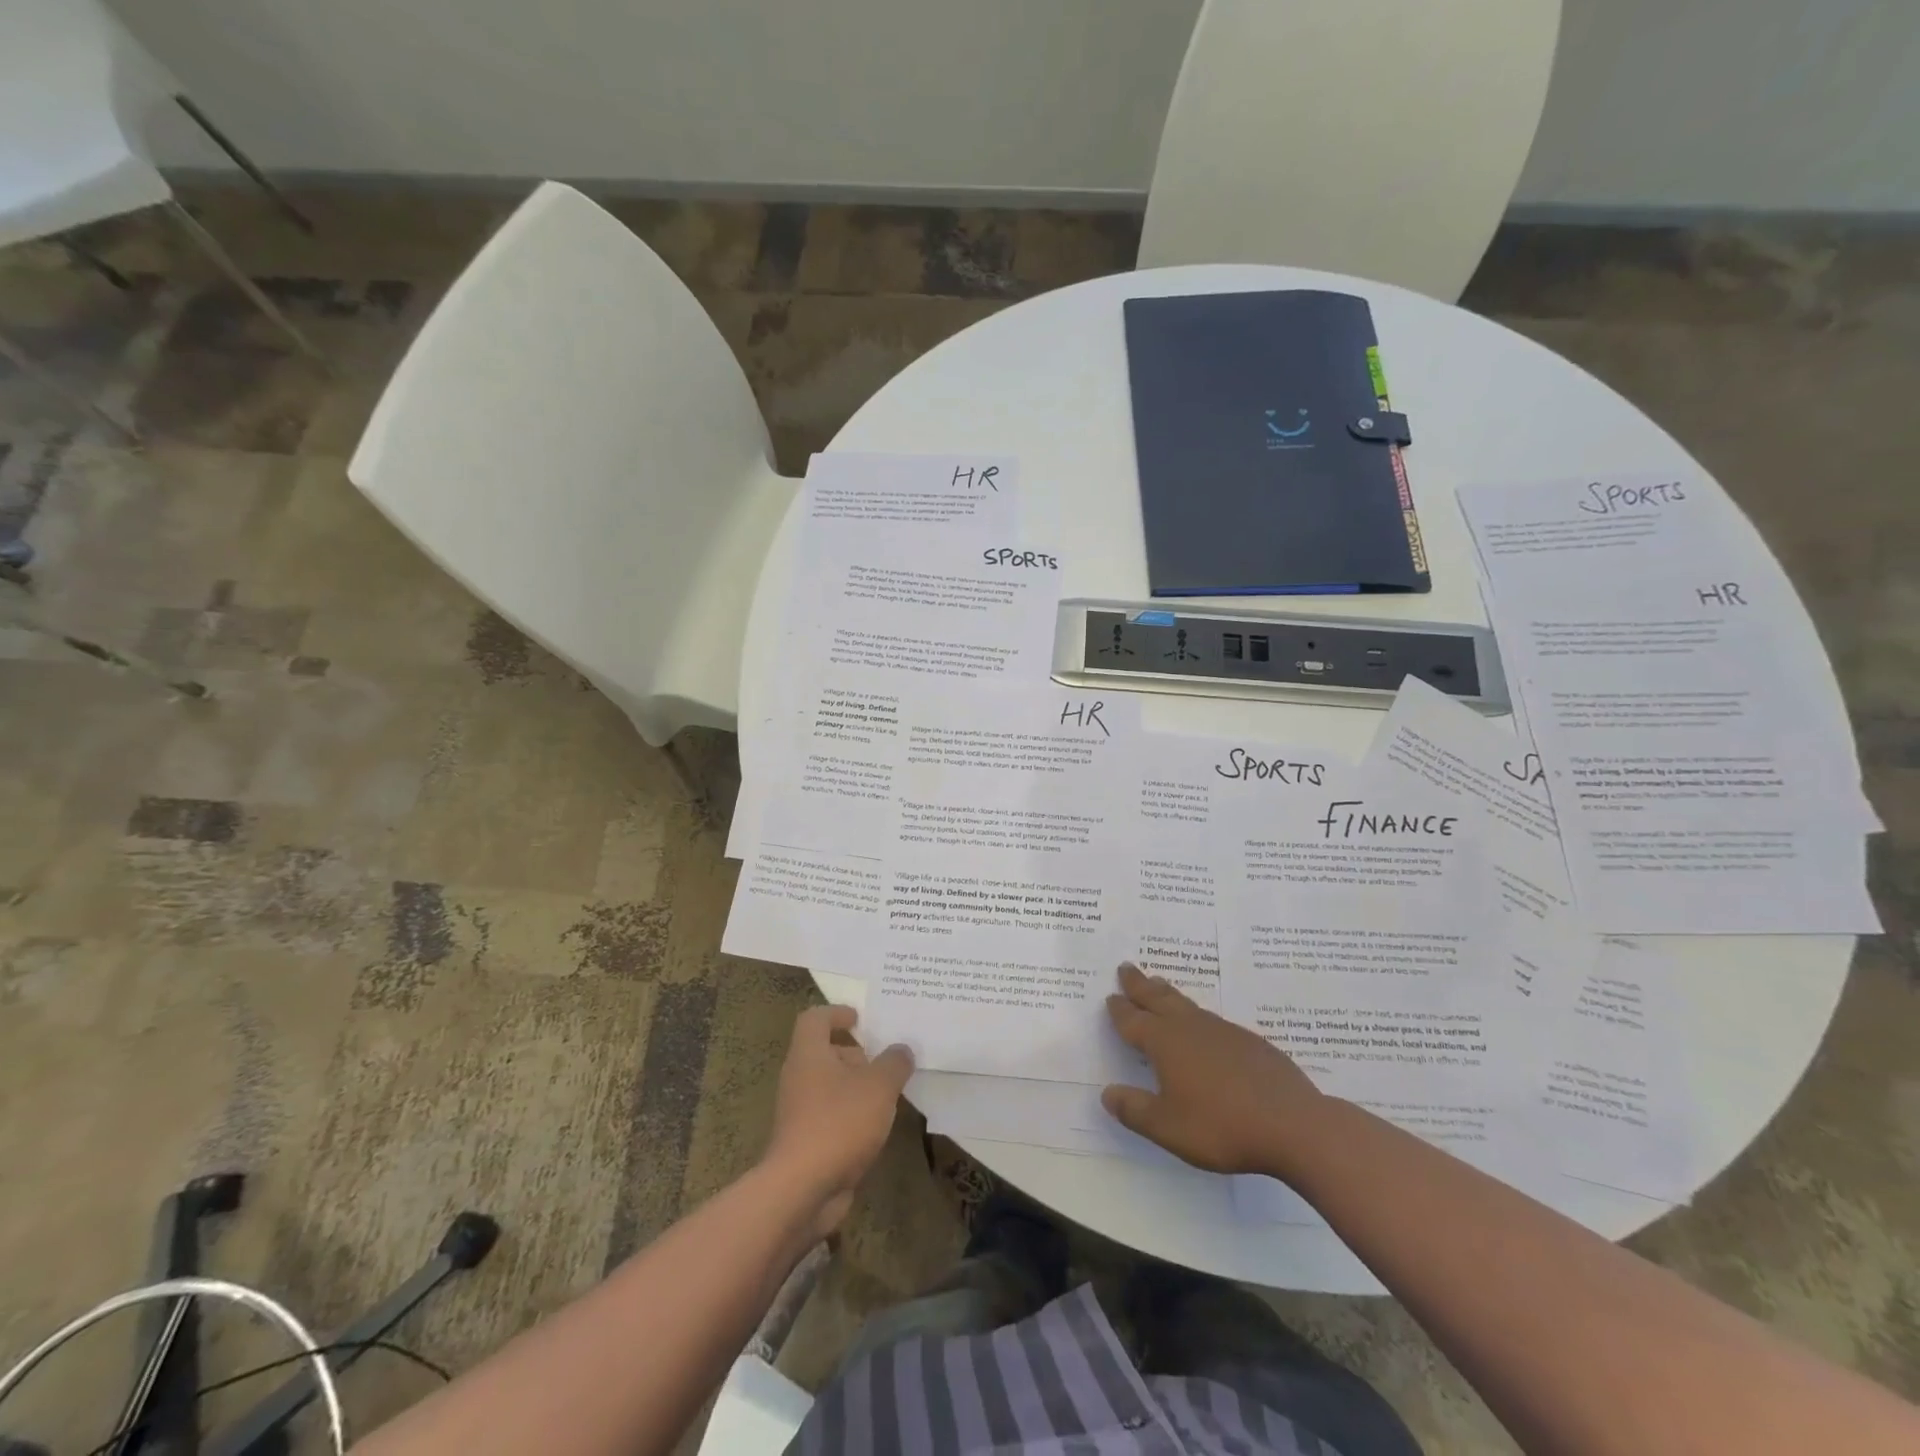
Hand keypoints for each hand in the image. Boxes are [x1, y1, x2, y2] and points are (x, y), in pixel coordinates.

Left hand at [764, 1006, 913, 1236]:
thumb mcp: (879, 1086)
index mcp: (809, 1053)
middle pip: (824, 1052)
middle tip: (886, 1061)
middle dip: (855, 1054)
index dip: (837, 1013)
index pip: (815, 1018)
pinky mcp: (805, 1142)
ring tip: (888, 1095)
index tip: (861, 1019)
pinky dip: (851, 1115)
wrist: (801, 1189)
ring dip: (856, 1087)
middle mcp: (798, 1077)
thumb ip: (894, 1063)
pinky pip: (830, 1116)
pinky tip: (876, 1128)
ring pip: (828, 1086)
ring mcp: (799, 1112)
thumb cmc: (839, 1122)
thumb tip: (901, 1050)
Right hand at [1102, 963, 1324, 1175]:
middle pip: (1159, 999)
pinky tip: (1205, 1027)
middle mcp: (1191, 1028)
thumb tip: (1107, 1093)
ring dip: (1168, 993)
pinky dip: (1197, 1014)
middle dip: (1140, 984)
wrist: (1294, 1124)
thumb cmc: (1222, 1126)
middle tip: (1127, 967)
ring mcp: (1223, 1031)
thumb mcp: (1168, 1127)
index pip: (1134, 1021)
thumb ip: (1135, 1110)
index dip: (1120, 1010)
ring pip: (1187, 1004)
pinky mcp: (1250, 1042)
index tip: (1110, 996)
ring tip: (1159, 984)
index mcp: (1166, 1043)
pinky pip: (1213, 1019)